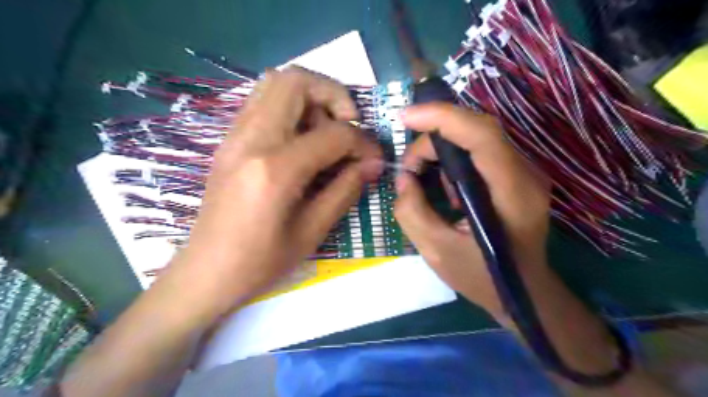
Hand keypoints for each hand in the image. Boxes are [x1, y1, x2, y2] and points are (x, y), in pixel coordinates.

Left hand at [167, 68, 380, 318]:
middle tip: (348, 126)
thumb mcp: (312, 231)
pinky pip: (262, 103)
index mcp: (275, 169)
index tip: (374, 159)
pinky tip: (302, 142)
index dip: (363, 142)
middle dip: (333, 95)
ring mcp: (234, 136)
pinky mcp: (229, 141)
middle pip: (295, 80)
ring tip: (326, 133)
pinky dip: (291, 109)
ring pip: (275, 84)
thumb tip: (373, 163)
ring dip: (310, 98)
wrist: (205, 273)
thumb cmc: (260, 262)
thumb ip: (345, 189)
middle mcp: (251, 140)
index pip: (333, 134)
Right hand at [396, 103, 549, 318]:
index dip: (442, 117)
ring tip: (421, 177)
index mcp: (511, 193)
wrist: (525, 294)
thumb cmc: (484, 278)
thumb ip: (412, 212)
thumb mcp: (437, 251)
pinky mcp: (515, 176)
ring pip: (477, 137)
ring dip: (442, 149)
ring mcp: (523, 173)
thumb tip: (404, 179)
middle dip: (433, 138)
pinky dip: (453, 159)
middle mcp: (524, 174)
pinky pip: (480, 152)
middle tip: (408, 168)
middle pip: (477, 130)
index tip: (405, 117)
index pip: (481, 135)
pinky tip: (444, 185)